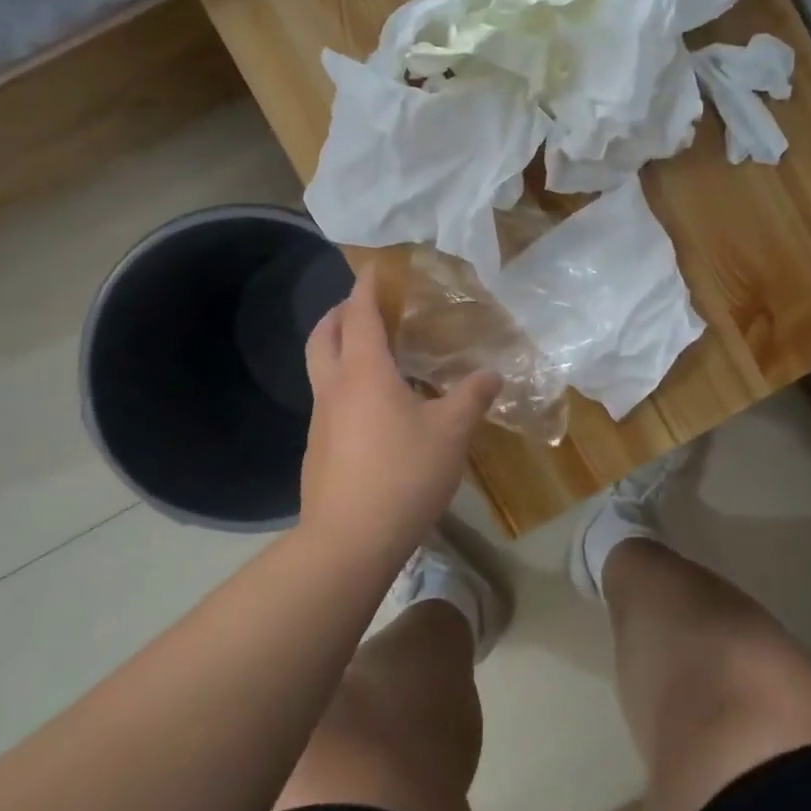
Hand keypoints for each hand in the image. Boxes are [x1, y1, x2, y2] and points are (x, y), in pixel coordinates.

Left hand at [299, 267, 500, 560]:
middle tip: (366, 306)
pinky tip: (374, 408)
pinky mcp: (318, 449)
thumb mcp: (451, 433)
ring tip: (374, 353)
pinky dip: (344, 384)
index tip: (376, 268)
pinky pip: (328, 400)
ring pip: (321, 368)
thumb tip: (492, 374)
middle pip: (324, 335)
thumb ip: (472, 397)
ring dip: (339, 347)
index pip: (360, 314)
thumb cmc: (402, 475)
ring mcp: (320, 420)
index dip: (367, 287)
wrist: (348, 542)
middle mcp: (334, 387)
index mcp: (364, 372)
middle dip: (340, 312)